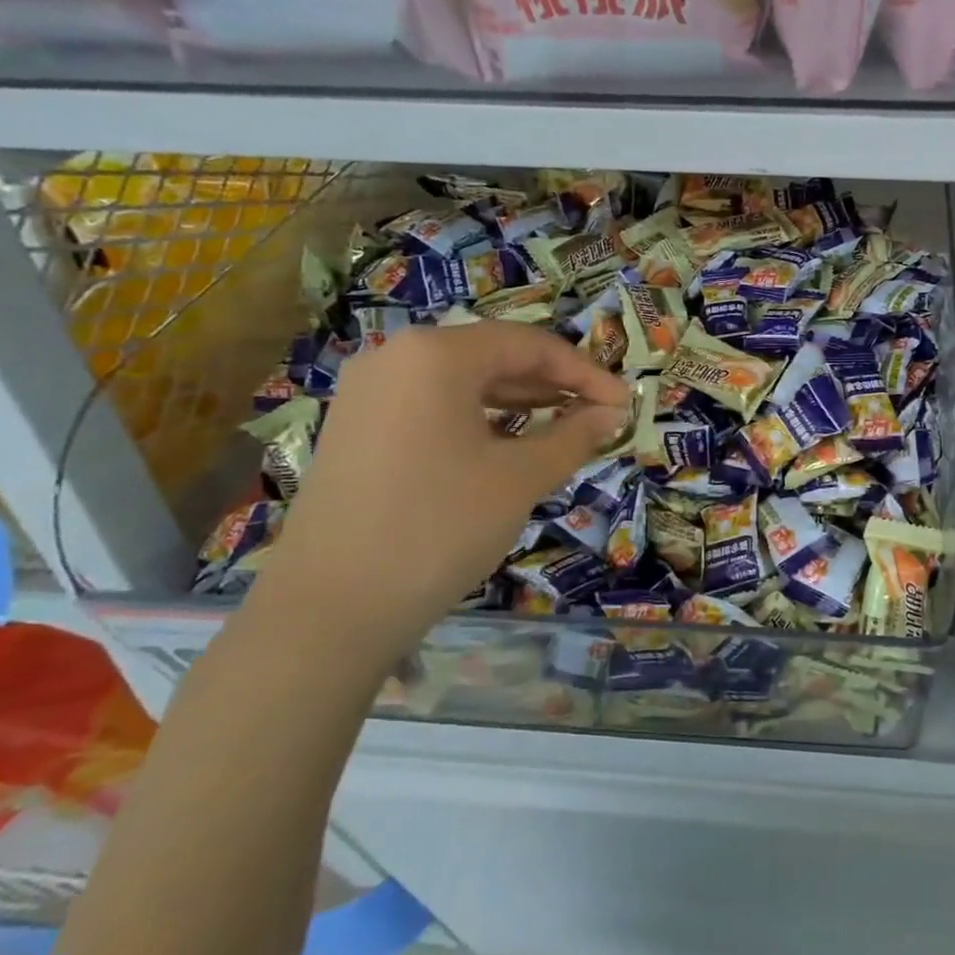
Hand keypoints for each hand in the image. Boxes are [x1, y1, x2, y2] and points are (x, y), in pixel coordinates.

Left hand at [254, 322, 629, 650]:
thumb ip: (574, 436)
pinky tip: (507, 444)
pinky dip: (479, 418)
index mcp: (436, 354)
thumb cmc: (440, 527)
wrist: (330, 609)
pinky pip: (433, 405)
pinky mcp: (357, 428)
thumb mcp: (520, 478)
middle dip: (553, 384)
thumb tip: (612, 413)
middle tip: (598, 414)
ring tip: (564, 426)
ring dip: (520, 400)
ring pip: (463, 381)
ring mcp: (369, 393)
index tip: (625, 404)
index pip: (530, 345)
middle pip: (494, 355)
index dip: (586, 373)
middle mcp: (395, 357)